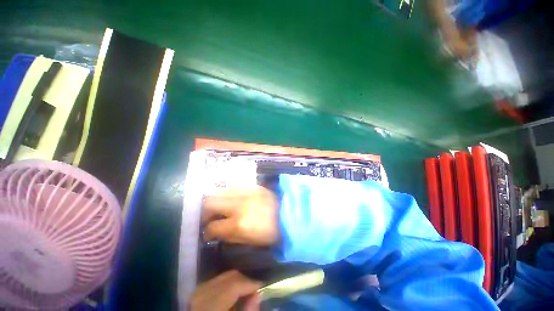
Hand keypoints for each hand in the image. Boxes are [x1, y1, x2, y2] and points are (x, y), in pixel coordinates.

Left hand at [191, 270, 262, 310]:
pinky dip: (229, 281)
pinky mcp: (198, 290)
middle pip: (231, 276)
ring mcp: (199, 289)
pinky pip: (219, 279)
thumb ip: (247, 310)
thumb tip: (258, 294)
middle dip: (246, 280)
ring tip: (246, 290)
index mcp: (212, 304)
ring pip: (225, 275)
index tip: (263, 285)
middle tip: (256, 289)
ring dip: (238, 279)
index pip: (235, 285)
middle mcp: (204, 292)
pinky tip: (234, 290)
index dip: (251, 283)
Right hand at [203, 186, 278, 245]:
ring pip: (220, 191)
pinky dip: (227, 193)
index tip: (208, 234)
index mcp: (238, 224)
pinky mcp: (253, 186)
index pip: (212, 226)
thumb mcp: (248, 241)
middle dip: (205, 211)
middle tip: (209, 217)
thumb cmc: (270, 233)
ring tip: (218, 207)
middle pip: (210, 202)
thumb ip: (228, 236)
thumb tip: (215, 232)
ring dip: (215, 199)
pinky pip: (234, 186)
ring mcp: (246, 192)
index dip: (207, 232)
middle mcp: (239, 204)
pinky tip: (230, 198)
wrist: (289, 215)